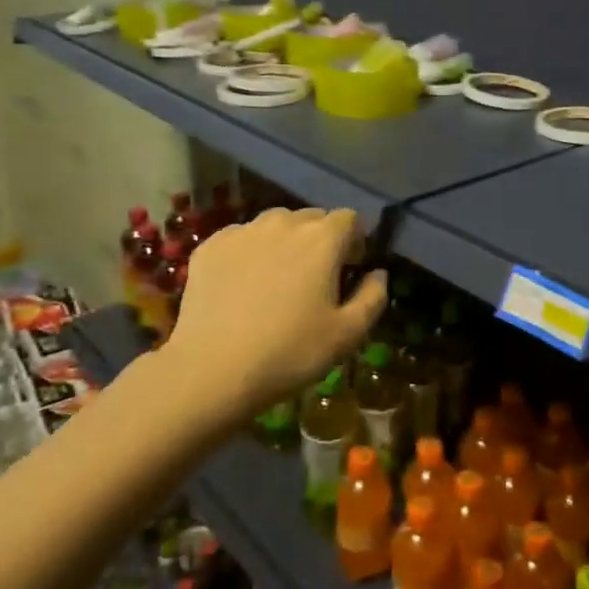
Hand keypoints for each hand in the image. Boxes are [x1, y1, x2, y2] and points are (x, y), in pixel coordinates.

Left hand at [163, 206, 385, 430]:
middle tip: (316, 279)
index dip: (355, 241)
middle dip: (321, 240)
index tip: (350, 269)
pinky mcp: (210, 246)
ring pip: (275, 225)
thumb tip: (378, 273)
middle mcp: (283, 223)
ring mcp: (242, 231)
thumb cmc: (290, 352)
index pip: (350, 219)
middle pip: (312, 218)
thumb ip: (373, 297)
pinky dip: (250, 253)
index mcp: (322, 239)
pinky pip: (242, 239)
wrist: (213, 370)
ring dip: (285, 243)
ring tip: (278, 280)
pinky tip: (244, 287)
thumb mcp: (348, 334)